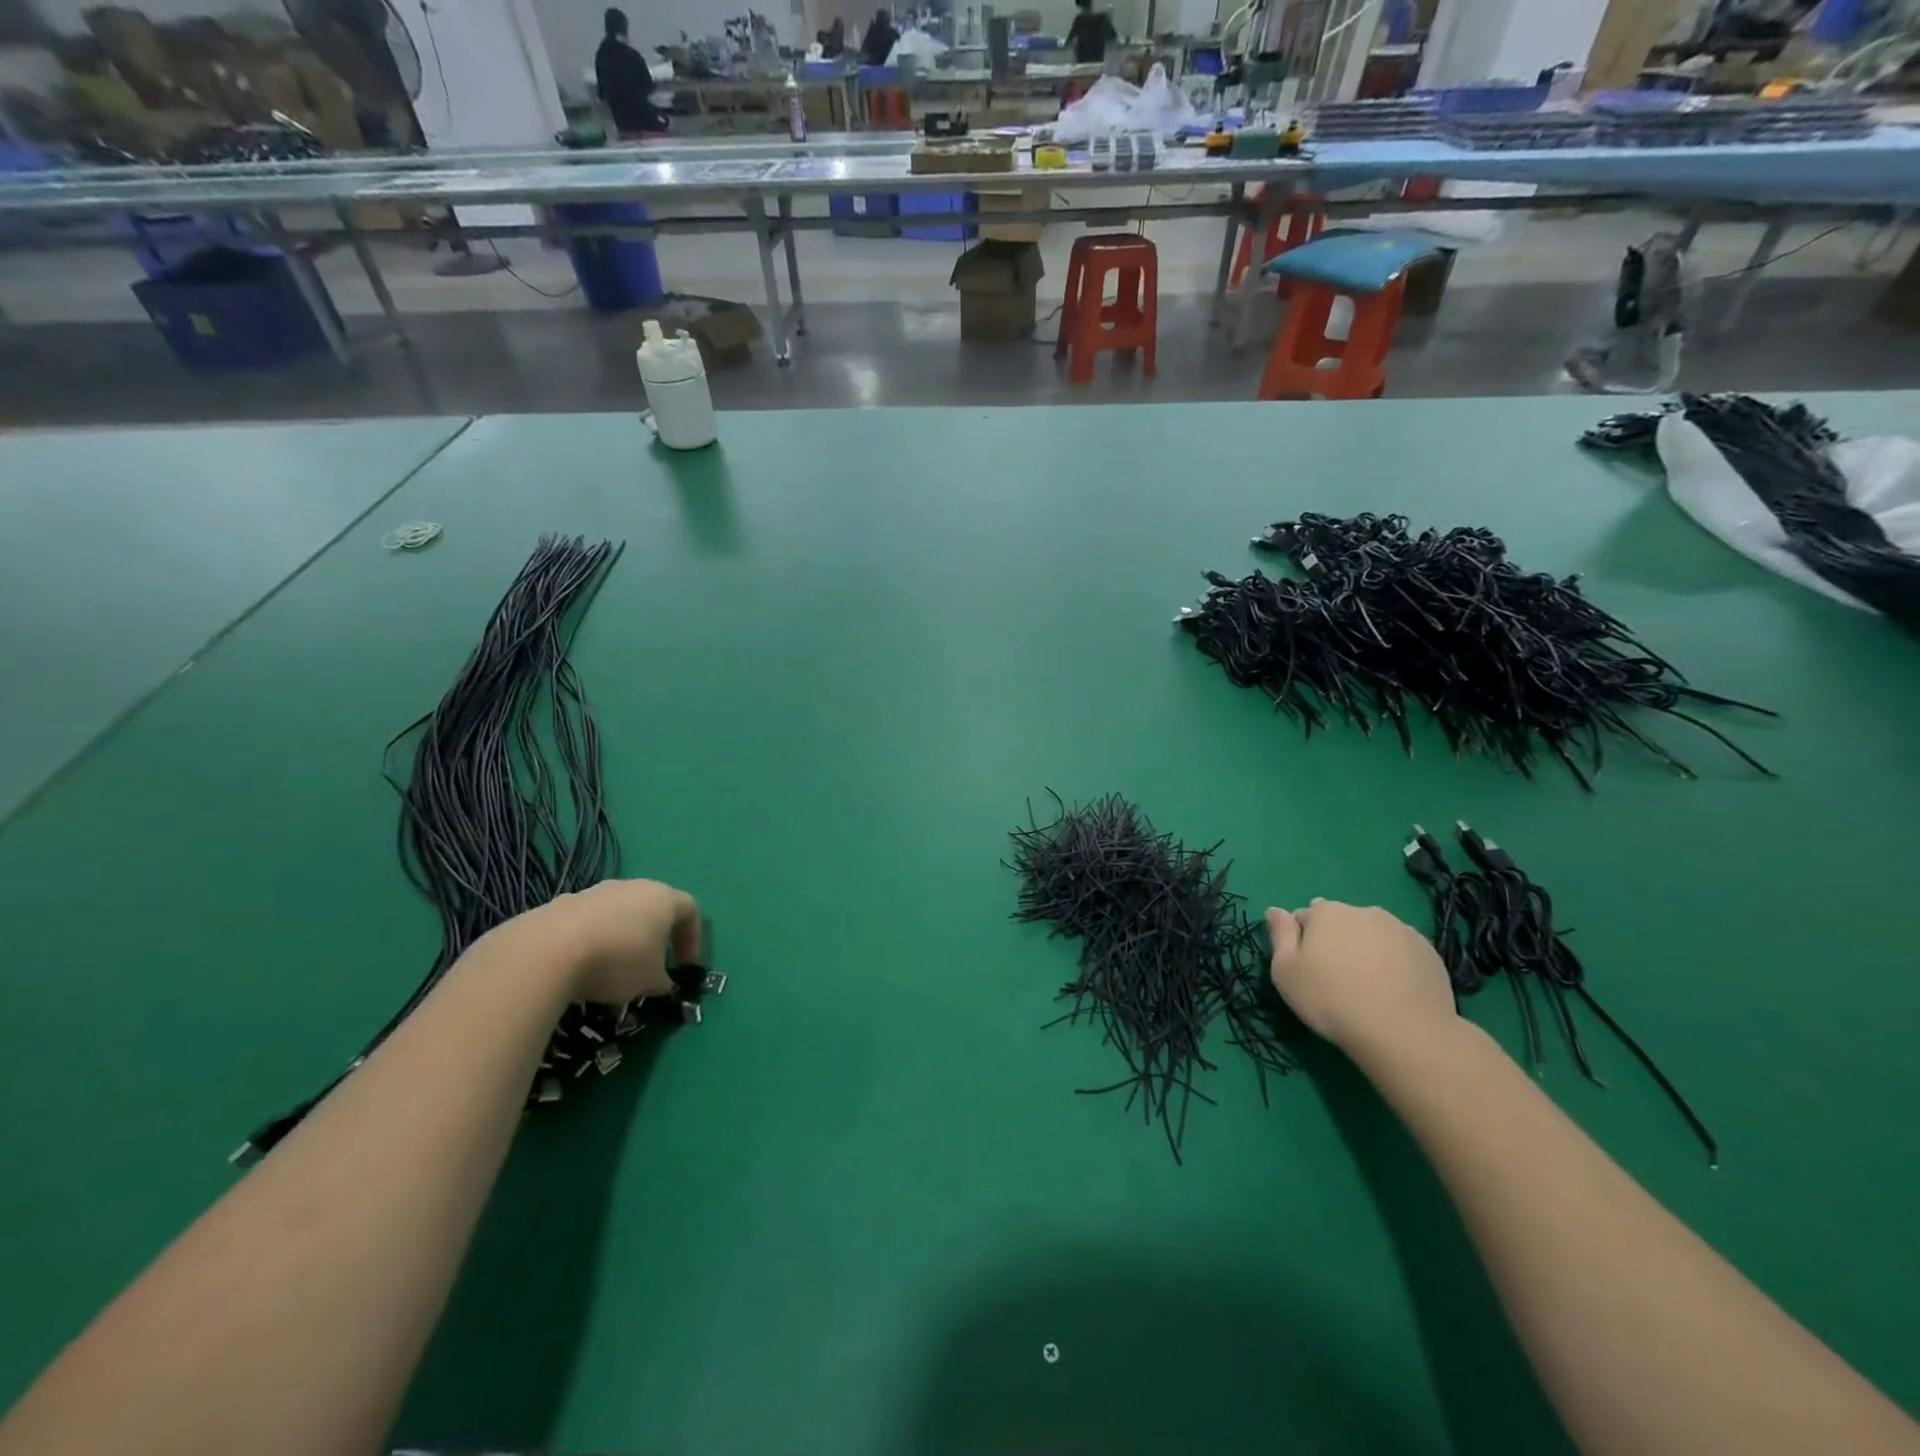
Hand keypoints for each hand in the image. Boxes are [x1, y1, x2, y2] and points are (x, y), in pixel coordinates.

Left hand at [527, 879, 701, 1004]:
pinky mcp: (561, 904)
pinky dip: (591, 944)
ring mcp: (595, 892)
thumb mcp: (650, 981)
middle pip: (652, 910)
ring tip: (610, 978)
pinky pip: (587, 924)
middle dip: (654, 941)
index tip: (684, 968)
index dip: (692, 940)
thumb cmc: (617, 961)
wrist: (547, 951)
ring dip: (621, 943)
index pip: (691, 911)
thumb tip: (661, 983)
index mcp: (663, 898)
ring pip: (618, 917)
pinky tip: (579, 972)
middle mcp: (632, 887)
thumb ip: (663, 981)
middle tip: (649, 970)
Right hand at [1265, 899, 1455, 1059]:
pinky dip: (1394, 962)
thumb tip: (1275, 910)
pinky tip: (1394, 990)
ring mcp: (1401, 930)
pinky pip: (1402, 950)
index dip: (1302, 941)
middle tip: (1336, 977)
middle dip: (1335, 940)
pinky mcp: (1429, 952)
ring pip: (1373, 934)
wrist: (1403, 1032)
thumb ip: (1279, 935)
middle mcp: (1364, 911)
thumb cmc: (1331, 1000)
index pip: (1305, 916)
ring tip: (1368, 985)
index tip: (1307, 968)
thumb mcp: (1286, 971)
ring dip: (1366, 949)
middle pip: (1341, 921)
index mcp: (1327, 912)